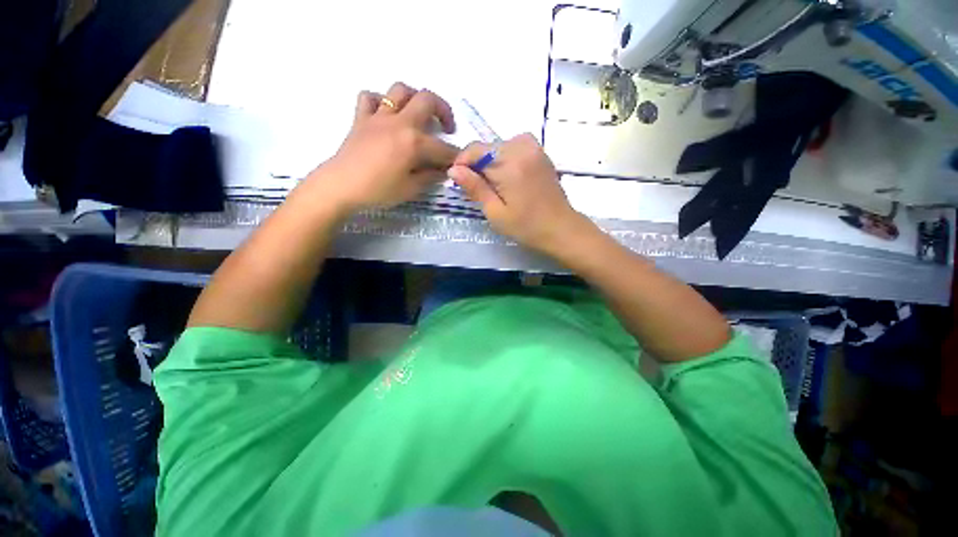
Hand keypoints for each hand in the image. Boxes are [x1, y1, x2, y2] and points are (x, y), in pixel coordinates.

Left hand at [307, 82, 459, 212]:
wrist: (340, 186)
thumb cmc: (378, 191)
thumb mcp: (411, 189)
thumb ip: (430, 177)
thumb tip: (443, 171)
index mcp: (414, 142)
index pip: (443, 148)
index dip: (455, 155)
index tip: (461, 161)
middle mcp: (399, 122)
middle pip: (427, 99)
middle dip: (444, 111)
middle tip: (447, 127)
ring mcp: (378, 116)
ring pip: (400, 90)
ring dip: (414, 98)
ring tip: (418, 114)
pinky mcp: (361, 118)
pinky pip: (370, 98)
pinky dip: (380, 101)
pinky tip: (386, 114)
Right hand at [448, 134, 590, 254]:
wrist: (561, 228)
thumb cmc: (526, 226)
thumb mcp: (495, 212)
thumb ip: (475, 188)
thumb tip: (453, 170)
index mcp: (509, 163)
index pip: (475, 150)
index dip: (462, 163)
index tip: (459, 181)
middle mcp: (522, 147)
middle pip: (487, 147)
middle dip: (477, 165)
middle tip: (478, 190)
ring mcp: (534, 148)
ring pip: (499, 147)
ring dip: (491, 162)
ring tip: (494, 186)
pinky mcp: (541, 152)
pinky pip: (514, 147)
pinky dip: (505, 159)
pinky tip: (509, 178)